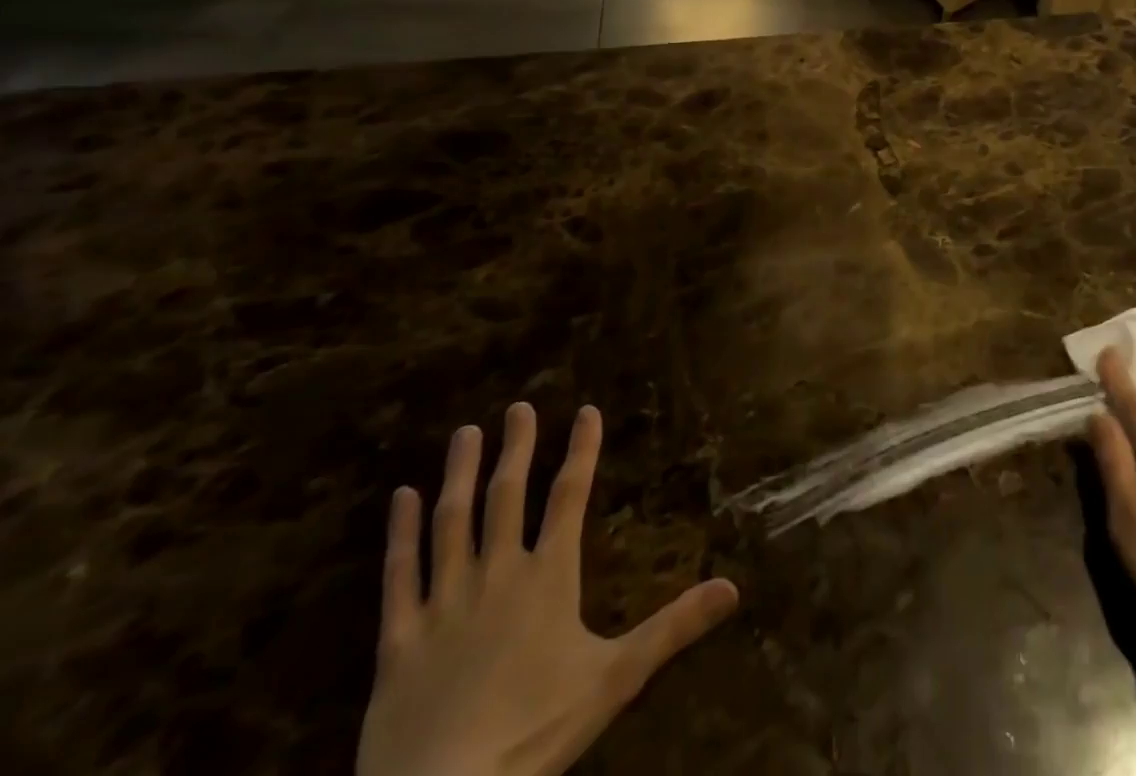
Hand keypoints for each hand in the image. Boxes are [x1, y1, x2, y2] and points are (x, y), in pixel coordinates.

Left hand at [356, 404, 738, 775]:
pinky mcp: (398, 640)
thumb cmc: (534, 733)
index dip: (582, 450)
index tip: (587, 410)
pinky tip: (401, 498)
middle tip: (519, 407)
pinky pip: (398, 575)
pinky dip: (399, 533)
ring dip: (460, 474)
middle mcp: (496, 574)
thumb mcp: (616, 679)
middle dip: (517, 448)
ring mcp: (443, 603)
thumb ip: (673, 627)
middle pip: (508, 496)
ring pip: (452, 522)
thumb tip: (734, 588)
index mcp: (548, 577)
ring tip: (466, 432)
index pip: (570, 497)